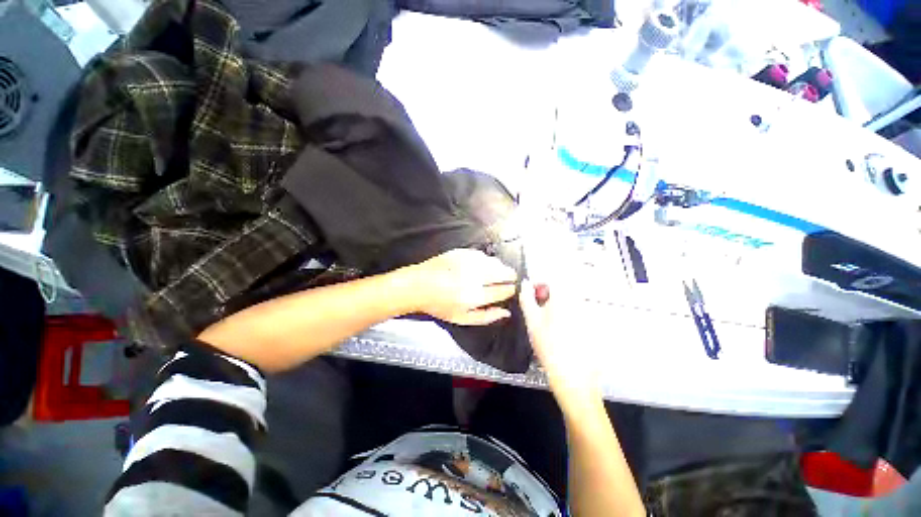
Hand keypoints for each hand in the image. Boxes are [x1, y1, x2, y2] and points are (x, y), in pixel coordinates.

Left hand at [407, 249, 517, 325]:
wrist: (418, 285)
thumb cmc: (440, 305)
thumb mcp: (462, 318)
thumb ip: (486, 317)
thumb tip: (506, 313)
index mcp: (474, 296)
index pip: (503, 290)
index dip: (511, 289)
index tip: (512, 289)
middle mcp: (474, 277)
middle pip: (502, 272)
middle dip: (510, 275)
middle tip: (510, 278)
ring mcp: (467, 262)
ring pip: (494, 261)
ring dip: (499, 267)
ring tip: (498, 272)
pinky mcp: (461, 252)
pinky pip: (482, 254)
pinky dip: (486, 260)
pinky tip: (484, 265)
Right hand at [519, 280, 601, 411]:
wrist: (574, 377)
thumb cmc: (550, 348)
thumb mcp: (532, 321)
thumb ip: (526, 298)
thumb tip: (525, 284)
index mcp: (564, 298)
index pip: (552, 278)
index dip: (539, 283)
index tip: (532, 294)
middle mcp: (579, 302)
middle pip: (561, 288)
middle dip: (548, 295)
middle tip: (539, 310)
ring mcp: (588, 314)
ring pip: (568, 301)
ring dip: (556, 305)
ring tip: (549, 323)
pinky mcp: (592, 325)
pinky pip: (576, 312)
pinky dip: (567, 316)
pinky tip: (560, 332)